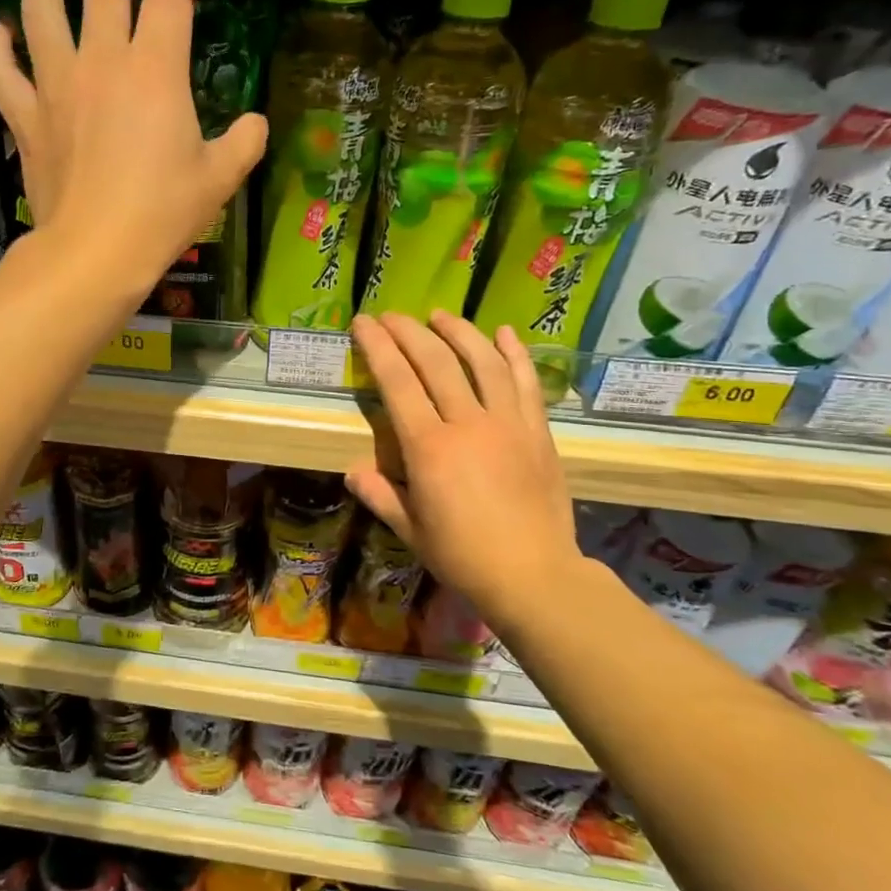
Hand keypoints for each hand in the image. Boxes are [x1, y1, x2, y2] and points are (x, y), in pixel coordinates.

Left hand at [0, 0, 266, 296]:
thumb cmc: (162, 214)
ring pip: (41, 6)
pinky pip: (0, 68)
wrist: (94, 252)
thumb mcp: (220, 179)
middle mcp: (102, 61)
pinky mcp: (25, 116)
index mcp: (156, 69)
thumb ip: (245, 142)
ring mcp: (55, 84)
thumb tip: (256, 123)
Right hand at [346, 311, 582, 611]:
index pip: (397, 382)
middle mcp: (468, 423)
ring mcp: (508, 423)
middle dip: (409, 331)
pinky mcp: (537, 431)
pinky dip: (515, 354)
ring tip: (440, 315)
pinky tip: (504, 334)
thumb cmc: (463, 556)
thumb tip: (353, 470)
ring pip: (483, 361)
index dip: (378, 347)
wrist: (534, 575)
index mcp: (429, 447)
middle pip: (436, 361)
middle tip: (391, 315)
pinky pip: (527, 382)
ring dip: (459, 332)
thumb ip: (381, 494)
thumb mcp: (411, 529)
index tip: (364, 322)